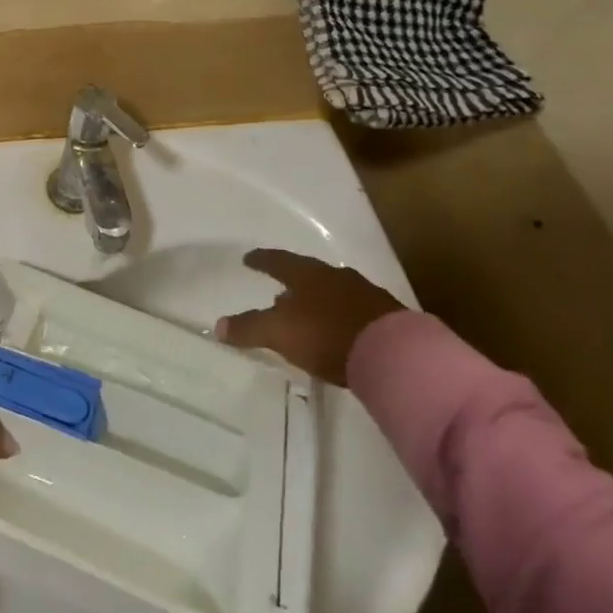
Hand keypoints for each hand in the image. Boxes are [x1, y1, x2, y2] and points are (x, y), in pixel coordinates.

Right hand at [215, 249, 405, 387]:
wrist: (394, 354)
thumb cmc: (326, 334)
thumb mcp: (279, 332)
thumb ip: (249, 328)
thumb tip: (218, 326)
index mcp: (307, 274)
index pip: (277, 261)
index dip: (261, 260)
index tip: (249, 259)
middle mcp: (335, 276)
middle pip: (308, 274)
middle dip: (292, 281)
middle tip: (279, 290)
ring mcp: (365, 294)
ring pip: (334, 290)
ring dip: (319, 298)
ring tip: (309, 312)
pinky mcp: (387, 317)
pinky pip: (355, 309)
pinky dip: (341, 315)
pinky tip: (339, 329)